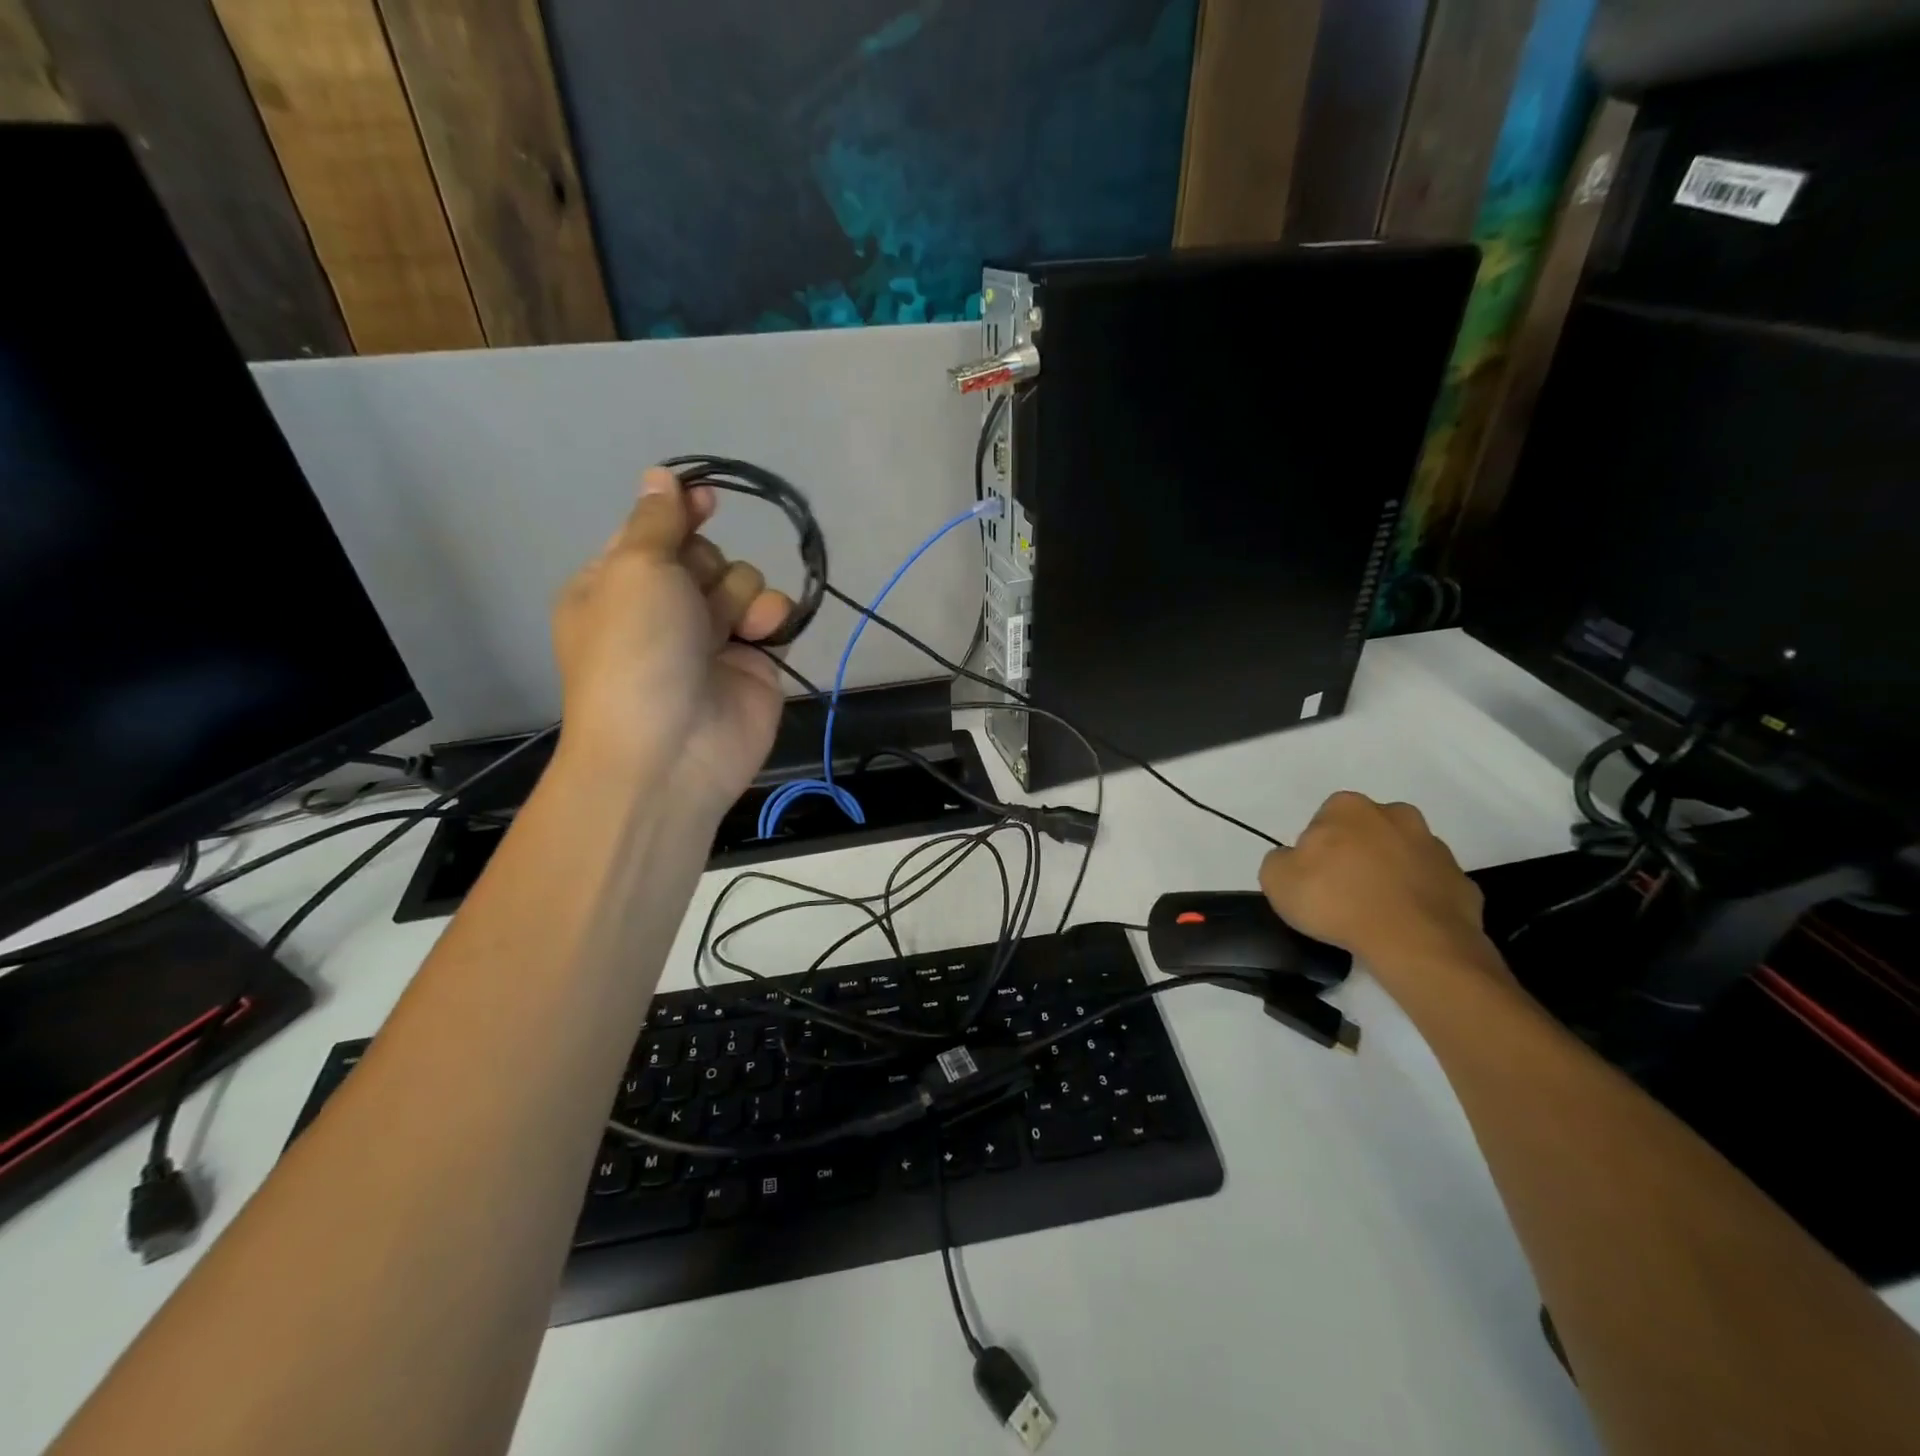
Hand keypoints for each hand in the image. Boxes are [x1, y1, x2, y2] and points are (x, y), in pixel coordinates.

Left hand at [551, 467, 793, 810]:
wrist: (671, 750)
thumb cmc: (636, 652)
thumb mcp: (634, 571)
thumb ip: (657, 520)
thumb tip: (660, 475)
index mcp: (618, 585)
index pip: (654, 532)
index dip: (680, 513)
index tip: (706, 499)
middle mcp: (664, 608)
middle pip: (705, 554)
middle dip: (706, 567)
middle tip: (691, 595)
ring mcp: (712, 636)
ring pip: (742, 581)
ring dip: (738, 595)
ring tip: (724, 630)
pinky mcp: (754, 661)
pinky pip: (773, 615)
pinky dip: (771, 619)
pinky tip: (760, 636)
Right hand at [1259, 792, 1494, 988]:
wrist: (1416, 943)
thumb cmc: (1338, 901)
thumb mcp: (1276, 880)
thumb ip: (1279, 860)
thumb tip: (1295, 860)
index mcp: (1348, 807)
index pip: (1324, 821)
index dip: (1316, 850)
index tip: (1314, 878)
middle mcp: (1395, 815)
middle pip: (1367, 832)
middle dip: (1357, 854)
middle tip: (1343, 891)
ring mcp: (1434, 847)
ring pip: (1402, 855)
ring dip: (1390, 874)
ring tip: (1375, 912)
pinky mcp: (1462, 880)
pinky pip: (1430, 886)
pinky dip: (1417, 899)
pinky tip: (1403, 924)